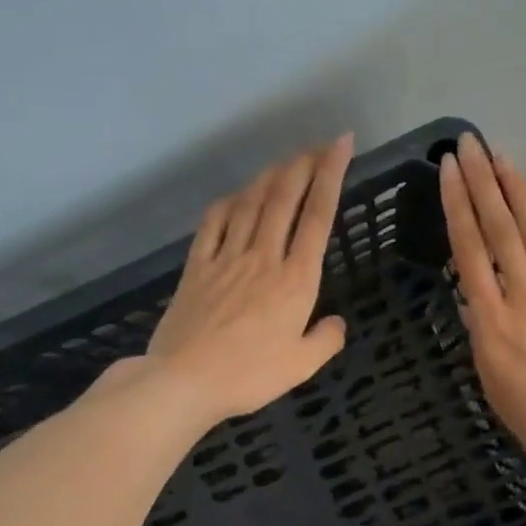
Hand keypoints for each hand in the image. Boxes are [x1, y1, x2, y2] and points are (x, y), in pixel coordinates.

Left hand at [141, 135, 353, 426]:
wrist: (185, 380)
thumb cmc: (249, 376)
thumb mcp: (301, 367)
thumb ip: (325, 341)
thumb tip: (336, 323)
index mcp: (295, 280)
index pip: (318, 217)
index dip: (332, 175)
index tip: (341, 145)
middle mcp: (263, 258)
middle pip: (284, 198)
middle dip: (303, 164)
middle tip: (318, 144)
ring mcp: (226, 258)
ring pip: (250, 203)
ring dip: (269, 176)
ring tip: (285, 160)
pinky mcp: (197, 267)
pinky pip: (213, 223)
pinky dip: (228, 203)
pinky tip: (236, 195)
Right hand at [440, 132, 525, 501]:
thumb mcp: (494, 384)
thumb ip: (484, 337)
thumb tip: (477, 304)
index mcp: (493, 322)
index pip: (469, 251)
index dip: (458, 206)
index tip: (449, 171)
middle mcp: (524, 296)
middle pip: (501, 229)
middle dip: (483, 183)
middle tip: (469, 144)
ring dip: (516, 191)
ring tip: (501, 157)